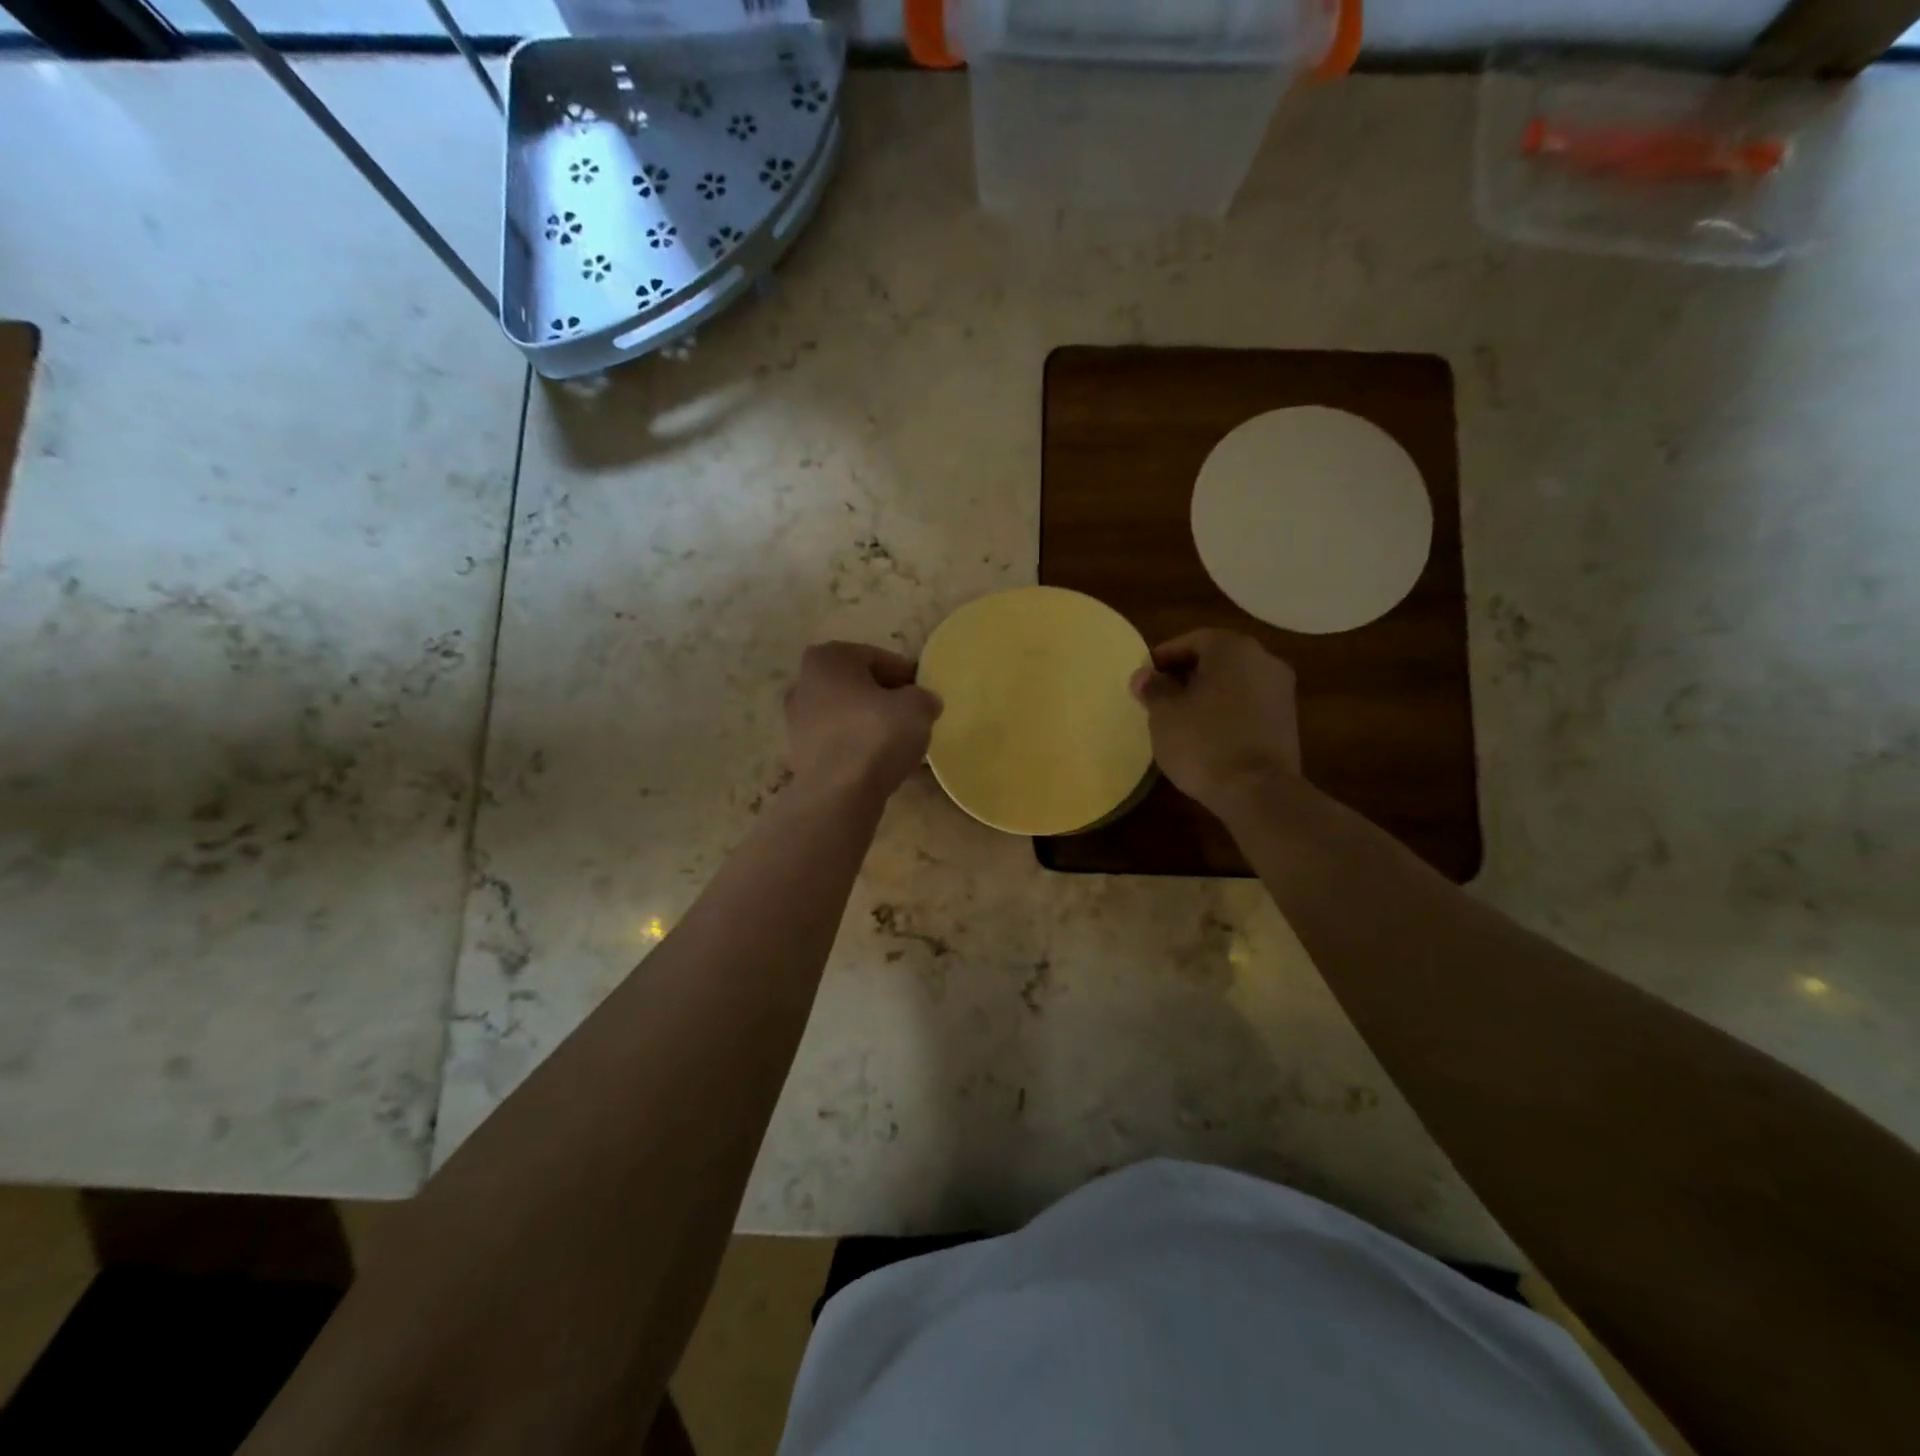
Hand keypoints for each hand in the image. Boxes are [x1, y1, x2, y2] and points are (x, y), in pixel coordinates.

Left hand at [784, 642, 942, 802]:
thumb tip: (924, 702)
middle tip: (912, 716)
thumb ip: (924, 697)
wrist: (838, 794)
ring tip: (898, 742)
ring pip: (846, 714)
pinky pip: (839, 741)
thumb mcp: (917, 707)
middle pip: (858, 685)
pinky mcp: (800, 753)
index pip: (878, 658)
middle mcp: (804, 682)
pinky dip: (857, 746)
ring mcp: (797, 720)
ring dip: (870, 723)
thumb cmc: (875, 735)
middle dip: (884, 698)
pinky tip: (878, 762)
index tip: (924, 694)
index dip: (906, 676)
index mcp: (829, 658)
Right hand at [1129, 629, 1301, 818]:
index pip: (1192, 641)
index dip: (1164, 657)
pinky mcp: (1288, 720)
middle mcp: (1263, 659)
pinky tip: (1208, 734)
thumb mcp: (1164, 714)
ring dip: (1208, 693)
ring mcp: (1281, 690)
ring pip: (1234, 682)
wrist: (1258, 791)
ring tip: (1181, 718)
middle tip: (1160, 697)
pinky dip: (1227, 711)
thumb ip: (1153, 689)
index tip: (1144, 678)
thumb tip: (1144, 676)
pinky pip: (1249, 704)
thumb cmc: (1203, 742)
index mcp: (1232, 648)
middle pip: (1217, 659)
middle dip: (1187, 674)